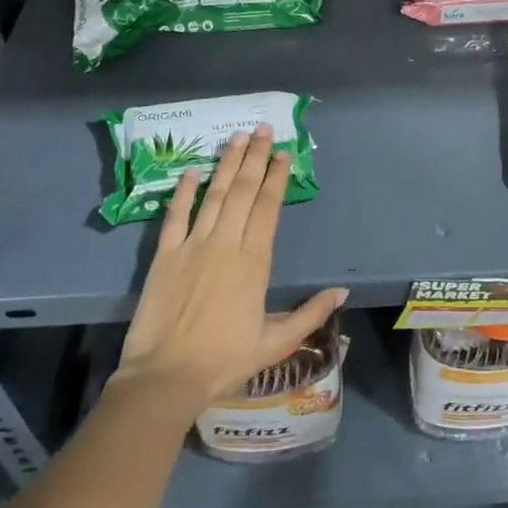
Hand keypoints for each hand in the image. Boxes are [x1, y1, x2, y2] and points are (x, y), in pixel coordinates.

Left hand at [113, 127, 346, 410]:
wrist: (166, 378)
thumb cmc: (225, 360)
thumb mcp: (276, 342)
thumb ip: (311, 313)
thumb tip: (343, 291)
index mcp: (253, 262)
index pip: (267, 208)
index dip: (276, 178)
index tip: (283, 154)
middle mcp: (225, 244)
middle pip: (242, 192)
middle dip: (254, 158)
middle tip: (262, 129)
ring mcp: (192, 247)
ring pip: (213, 196)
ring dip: (225, 165)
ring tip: (235, 138)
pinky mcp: (164, 256)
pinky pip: (175, 216)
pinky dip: (183, 192)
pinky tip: (192, 171)